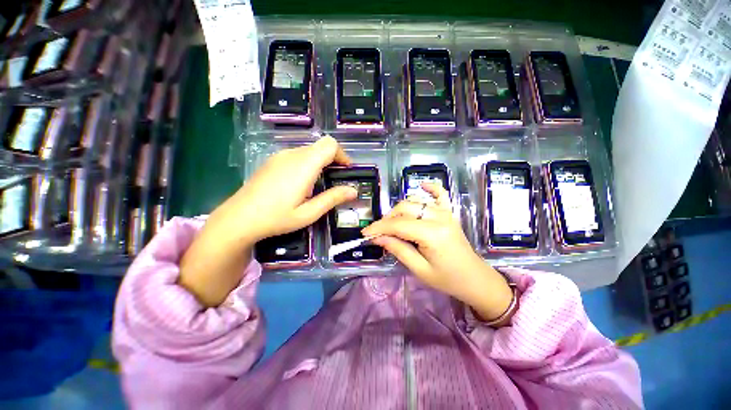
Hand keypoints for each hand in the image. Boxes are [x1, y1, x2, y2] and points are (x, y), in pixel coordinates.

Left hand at [216, 136, 357, 242]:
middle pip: (320, 146)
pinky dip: (307, 163)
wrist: (238, 218)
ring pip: (309, 150)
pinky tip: (301, 183)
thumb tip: (354, 191)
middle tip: (336, 181)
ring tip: (319, 184)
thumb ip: (333, 199)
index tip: (346, 171)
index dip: (342, 155)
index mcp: (303, 166)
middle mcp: (292, 155)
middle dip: (333, 160)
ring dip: (320, 162)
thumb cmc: (276, 218)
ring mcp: (280, 156)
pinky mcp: (272, 161)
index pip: (330, 145)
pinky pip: (296, 155)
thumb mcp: (309, 213)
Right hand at [363, 183, 513, 322]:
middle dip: (387, 219)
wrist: (475, 279)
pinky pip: (440, 194)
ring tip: (392, 223)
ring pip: (415, 201)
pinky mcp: (449, 213)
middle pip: (405, 208)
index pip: (398, 224)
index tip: (365, 233)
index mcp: (432, 234)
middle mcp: (439, 217)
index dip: (379, 227)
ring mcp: (445, 212)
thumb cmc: (447, 279)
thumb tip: (377, 238)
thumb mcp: (419, 269)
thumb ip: (397, 249)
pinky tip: (422, 185)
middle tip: (378, 232)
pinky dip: (431, 187)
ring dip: (400, 209)